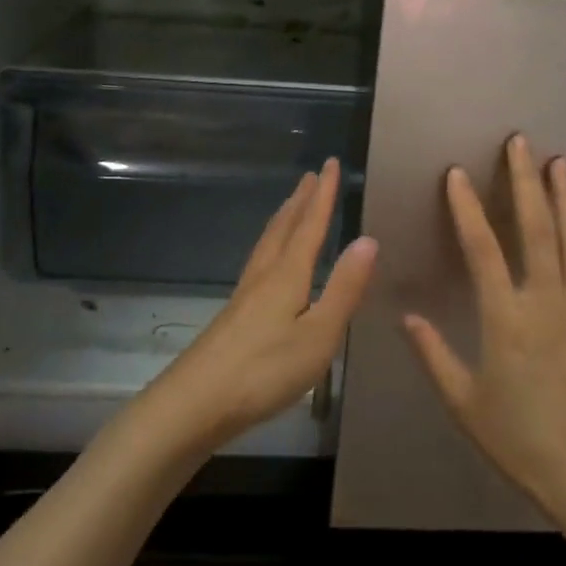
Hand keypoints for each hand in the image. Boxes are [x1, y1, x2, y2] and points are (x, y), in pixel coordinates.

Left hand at [141, 159, 376, 453]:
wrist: (197, 401)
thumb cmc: (266, 369)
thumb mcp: (319, 334)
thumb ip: (344, 288)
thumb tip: (367, 239)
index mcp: (287, 275)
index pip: (310, 225)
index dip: (323, 195)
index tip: (330, 164)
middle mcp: (264, 275)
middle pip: (284, 228)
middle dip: (301, 201)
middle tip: (311, 176)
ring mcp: (244, 294)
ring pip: (267, 244)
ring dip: (283, 220)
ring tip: (292, 206)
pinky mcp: (234, 314)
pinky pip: (259, 262)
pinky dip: (271, 245)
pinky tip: (269, 262)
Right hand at [402, 135, 565, 534]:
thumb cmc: (520, 441)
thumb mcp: (464, 404)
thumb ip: (434, 355)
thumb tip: (407, 316)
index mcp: (506, 319)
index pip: (482, 249)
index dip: (467, 209)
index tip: (457, 174)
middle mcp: (548, 303)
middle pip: (537, 230)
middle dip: (525, 182)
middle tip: (520, 143)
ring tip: (560, 164)